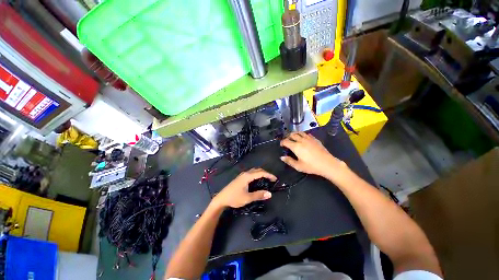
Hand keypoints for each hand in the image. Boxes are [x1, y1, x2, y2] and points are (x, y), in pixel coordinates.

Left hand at [212, 168, 276, 208]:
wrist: (222, 198)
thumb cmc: (234, 198)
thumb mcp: (247, 198)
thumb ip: (259, 195)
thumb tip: (270, 194)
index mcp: (247, 176)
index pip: (260, 172)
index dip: (269, 175)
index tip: (275, 179)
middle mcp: (245, 173)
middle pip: (257, 170)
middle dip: (265, 173)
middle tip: (272, 179)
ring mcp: (242, 175)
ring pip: (254, 171)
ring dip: (261, 173)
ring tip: (266, 179)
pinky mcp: (240, 178)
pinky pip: (251, 173)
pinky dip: (256, 175)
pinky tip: (257, 180)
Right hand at [280, 132, 346, 177]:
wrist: (327, 164)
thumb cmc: (311, 166)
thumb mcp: (298, 166)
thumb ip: (289, 161)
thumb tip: (282, 157)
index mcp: (296, 147)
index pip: (286, 141)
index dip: (282, 142)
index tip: (281, 145)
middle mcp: (301, 140)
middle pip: (292, 134)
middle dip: (288, 137)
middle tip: (287, 140)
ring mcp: (309, 139)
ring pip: (299, 132)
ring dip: (295, 134)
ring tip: (293, 137)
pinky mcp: (315, 139)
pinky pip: (307, 134)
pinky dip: (303, 135)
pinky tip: (303, 138)